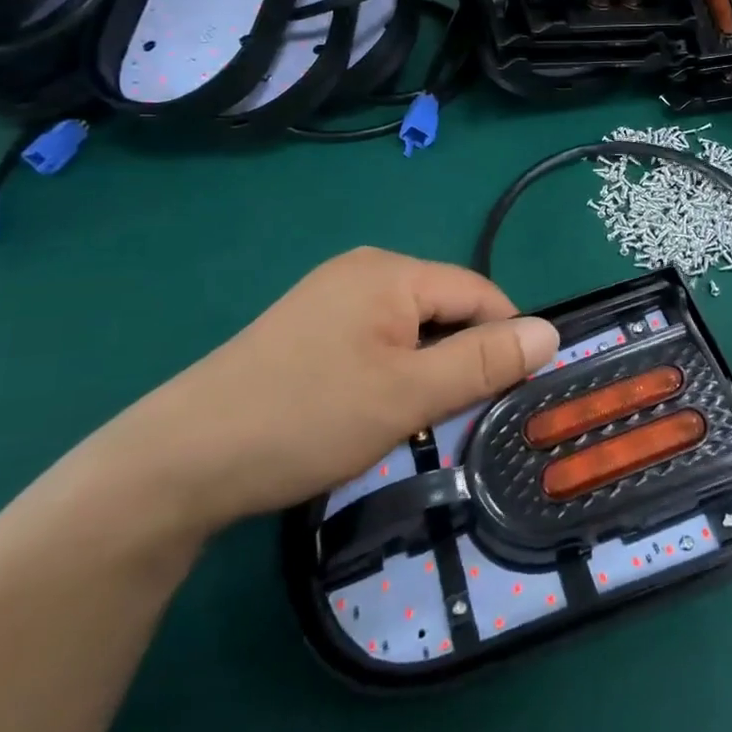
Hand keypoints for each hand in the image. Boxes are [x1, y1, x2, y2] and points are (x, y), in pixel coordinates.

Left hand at [110, 248, 558, 532]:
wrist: (180, 460)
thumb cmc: (306, 417)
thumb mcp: (408, 394)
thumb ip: (484, 362)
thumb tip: (551, 332)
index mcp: (390, 271)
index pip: (480, 293)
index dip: (506, 340)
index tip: (513, 395)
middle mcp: (363, 270)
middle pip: (445, 308)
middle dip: (463, 359)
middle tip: (459, 418)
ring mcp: (330, 298)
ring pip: (412, 329)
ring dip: (428, 370)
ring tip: (417, 421)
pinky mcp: (308, 330)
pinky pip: (376, 341)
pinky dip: (393, 373)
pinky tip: (373, 411)